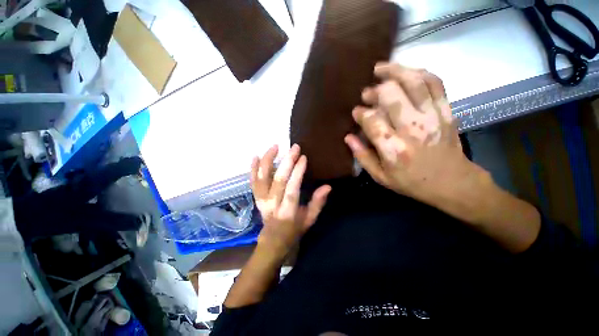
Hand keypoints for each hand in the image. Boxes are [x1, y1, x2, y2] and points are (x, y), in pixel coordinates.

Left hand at [251, 144, 330, 256]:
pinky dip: (253, 168)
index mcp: (288, 211)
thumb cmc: (294, 230)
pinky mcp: (256, 198)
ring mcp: (262, 200)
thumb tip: (328, 186)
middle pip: (278, 180)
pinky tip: (256, 156)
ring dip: (268, 160)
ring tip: (275, 146)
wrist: (273, 240)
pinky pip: (252, 181)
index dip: (297, 172)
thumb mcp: (310, 219)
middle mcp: (273, 204)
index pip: (292, 188)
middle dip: (287, 161)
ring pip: (262, 177)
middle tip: (295, 147)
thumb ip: (318, 203)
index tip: (303, 158)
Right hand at [344, 63, 489, 211]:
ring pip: (414, 82)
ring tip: (381, 69)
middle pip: (391, 95)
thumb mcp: (380, 177)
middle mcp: (412, 128)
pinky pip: (434, 83)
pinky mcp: (446, 110)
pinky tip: (406, 73)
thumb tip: (348, 137)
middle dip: (374, 91)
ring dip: (395, 71)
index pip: (372, 120)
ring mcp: (432, 116)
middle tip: (367, 94)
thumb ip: (362, 156)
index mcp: (393, 148)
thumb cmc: (411, 182)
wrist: (452, 182)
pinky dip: (419, 73)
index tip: (356, 112)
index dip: (361, 113)